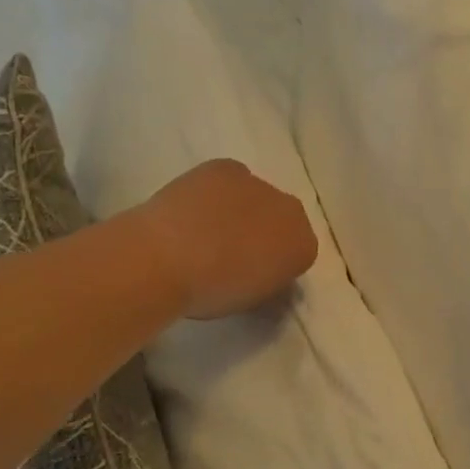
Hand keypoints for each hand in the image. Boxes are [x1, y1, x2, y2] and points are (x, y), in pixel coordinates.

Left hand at [137, 159, 317, 319]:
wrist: (165, 259)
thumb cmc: (210, 292)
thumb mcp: (249, 301)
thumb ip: (266, 282)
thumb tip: (261, 273)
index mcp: (304, 248)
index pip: (298, 253)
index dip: (274, 264)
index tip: (251, 275)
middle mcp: (292, 211)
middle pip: (282, 220)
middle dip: (263, 231)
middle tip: (230, 252)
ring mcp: (259, 184)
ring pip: (255, 197)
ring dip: (240, 209)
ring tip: (204, 230)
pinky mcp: (227, 167)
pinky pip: (229, 179)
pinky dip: (216, 191)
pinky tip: (193, 208)